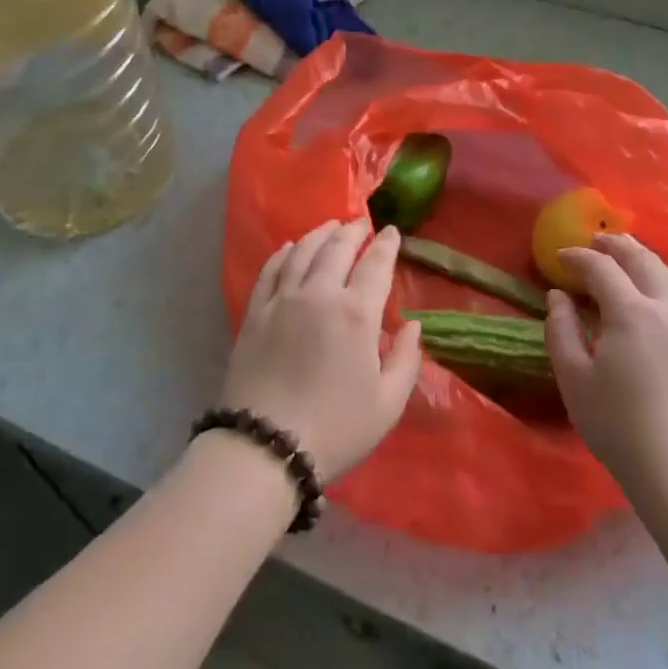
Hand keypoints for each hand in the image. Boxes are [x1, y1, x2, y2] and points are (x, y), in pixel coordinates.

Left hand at [222, 219, 422, 480]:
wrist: (265, 445)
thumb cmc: (336, 429)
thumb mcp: (388, 403)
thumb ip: (406, 359)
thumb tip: (412, 325)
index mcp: (356, 314)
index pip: (375, 265)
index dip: (386, 245)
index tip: (392, 232)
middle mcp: (318, 294)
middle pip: (336, 248)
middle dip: (352, 231)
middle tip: (361, 223)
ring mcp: (281, 300)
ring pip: (302, 252)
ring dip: (319, 234)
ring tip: (330, 226)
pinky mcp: (255, 313)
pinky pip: (270, 270)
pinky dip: (283, 253)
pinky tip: (290, 247)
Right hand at [545, 232, 667, 491]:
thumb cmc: (615, 422)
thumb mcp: (573, 376)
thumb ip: (561, 329)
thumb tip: (558, 296)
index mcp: (631, 313)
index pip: (602, 269)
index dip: (578, 258)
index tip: (558, 257)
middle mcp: (666, 311)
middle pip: (644, 262)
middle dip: (618, 246)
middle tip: (596, 240)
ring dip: (643, 259)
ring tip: (624, 255)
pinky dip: (657, 281)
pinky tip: (646, 295)